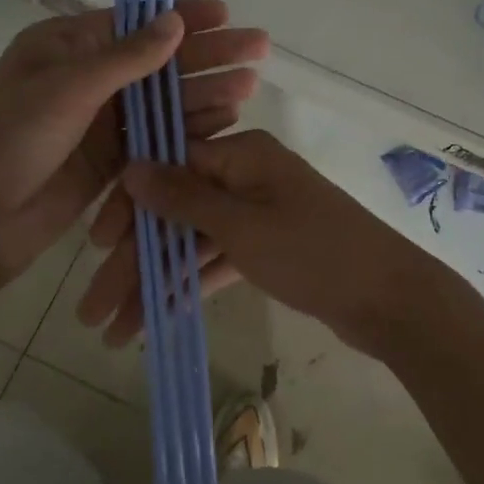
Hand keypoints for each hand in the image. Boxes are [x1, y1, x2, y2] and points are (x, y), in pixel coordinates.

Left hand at [0, 0, 267, 290]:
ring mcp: (103, 121)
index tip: (225, 14)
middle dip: (208, 54)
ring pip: (164, 100)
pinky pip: (159, 136)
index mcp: (69, 46)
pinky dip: (189, 129)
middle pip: (160, 61)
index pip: (136, 22)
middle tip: (258, 48)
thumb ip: (126, 58)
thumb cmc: (10, 138)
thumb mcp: (66, 87)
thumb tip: (175, 21)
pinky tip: (225, 121)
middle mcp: (90, 78)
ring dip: (206, 92)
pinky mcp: (113, 159)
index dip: (182, 16)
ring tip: (250, 84)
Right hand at [75, 129, 452, 357]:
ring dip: (158, 281)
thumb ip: (184, 198)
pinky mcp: (270, 246)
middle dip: (135, 259)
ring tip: (116, 330)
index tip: (95, 248)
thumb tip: (132, 166)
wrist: (390, 299)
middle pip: (177, 210)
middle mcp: (248, 175)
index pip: (169, 167)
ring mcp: (260, 212)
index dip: (129, 208)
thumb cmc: (314, 253)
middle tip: (93, 311)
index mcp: (243, 153)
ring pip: (194, 240)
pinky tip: (158, 317)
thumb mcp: (242, 226)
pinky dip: (193, 283)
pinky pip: (219, 258)